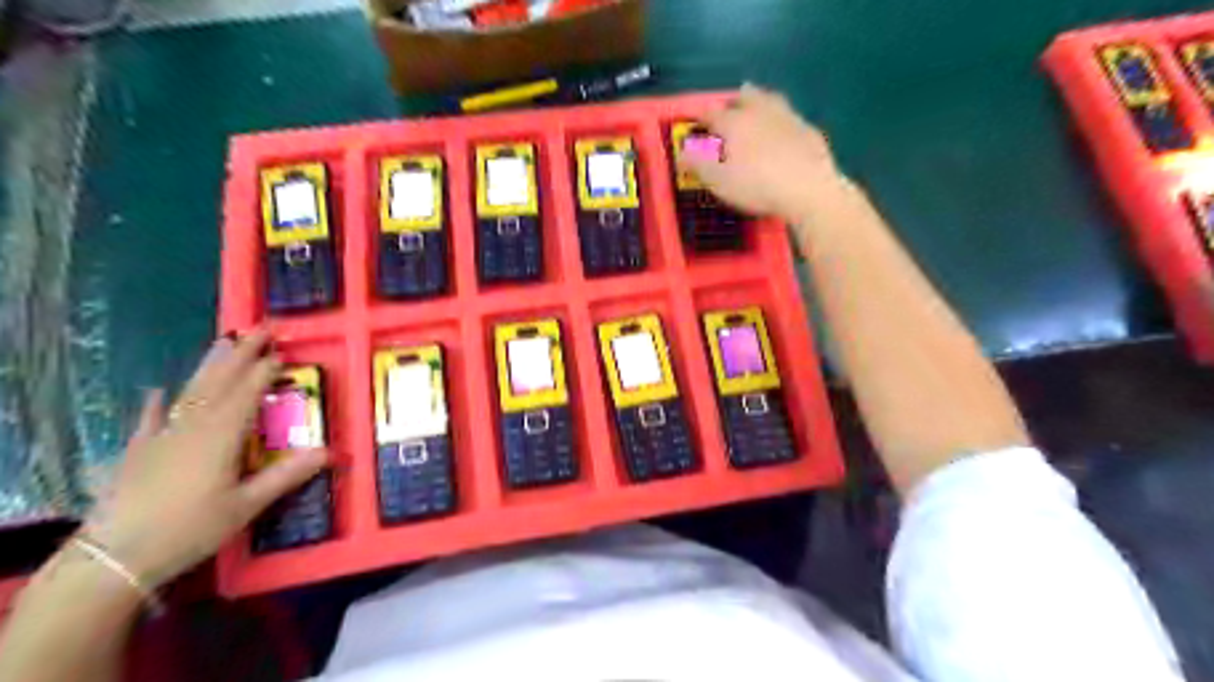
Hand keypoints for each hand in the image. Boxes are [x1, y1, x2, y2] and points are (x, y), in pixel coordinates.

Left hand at [86, 331, 327, 586]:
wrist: (114, 557)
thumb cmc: (190, 529)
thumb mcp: (246, 506)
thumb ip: (286, 475)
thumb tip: (330, 451)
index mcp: (221, 436)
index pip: (247, 393)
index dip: (264, 371)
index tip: (281, 351)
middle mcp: (192, 427)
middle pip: (220, 382)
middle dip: (241, 354)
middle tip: (259, 328)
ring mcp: (162, 436)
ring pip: (190, 392)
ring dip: (209, 366)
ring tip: (223, 342)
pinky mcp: (138, 452)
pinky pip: (150, 419)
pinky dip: (155, 403)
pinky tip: (157, 390)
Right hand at [678, 83, 845, 222]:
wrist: (808, 189)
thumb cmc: (756, 185)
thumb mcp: (719, 181)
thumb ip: (698, 165)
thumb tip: (681, 153)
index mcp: (734, 122)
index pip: (711, 112)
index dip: (701, 114)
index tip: (695, 118)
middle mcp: (760, 112)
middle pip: (745, 96)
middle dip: (735, 99)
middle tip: (730, 104)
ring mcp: (788, 117)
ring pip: (771, 100)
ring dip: (761, 100)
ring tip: (758, 106)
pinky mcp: (809, 130)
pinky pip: (791, 118)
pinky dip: (783, 120)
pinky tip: (784, 130)